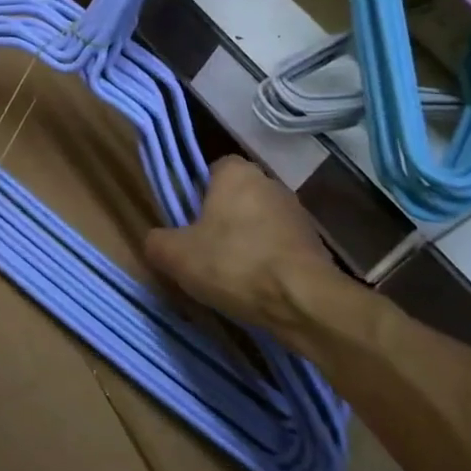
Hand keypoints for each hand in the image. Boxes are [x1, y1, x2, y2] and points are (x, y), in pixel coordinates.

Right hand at [145, 158, 345, 342]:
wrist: (302, 301)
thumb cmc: (233, 263)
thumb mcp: (176, 255)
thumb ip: (157, 242)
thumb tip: (156, 240)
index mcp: (236, 173)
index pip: (212, 169)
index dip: (197, 193)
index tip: (187, 221)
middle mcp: (270, 183)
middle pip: (236, 196)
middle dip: (221, 218)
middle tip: (203, 250)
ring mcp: (297, 213)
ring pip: (259, 222)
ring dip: (246, 241)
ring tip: (231, 275)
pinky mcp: (315, 244)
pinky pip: (280, 246)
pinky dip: (268, 261)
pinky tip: (256, 287)